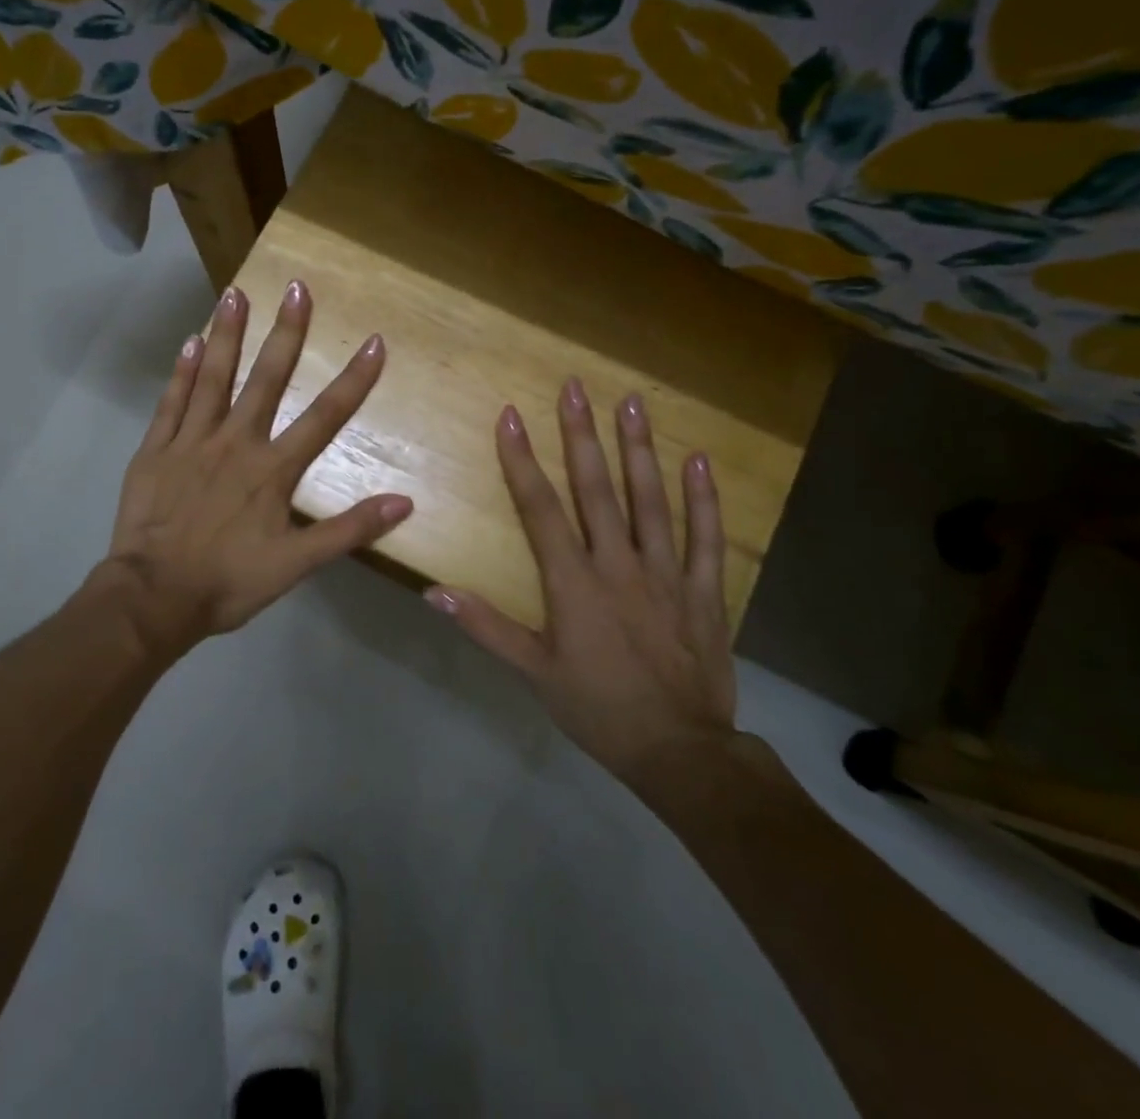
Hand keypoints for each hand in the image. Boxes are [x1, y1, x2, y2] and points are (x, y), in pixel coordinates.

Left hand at [98, 280, 412, 658]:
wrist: (153, 598)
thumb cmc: (228, 583)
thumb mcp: (296, 565)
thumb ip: (349, 530)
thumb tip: (404, 502)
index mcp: (272, 470)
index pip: (324, 417)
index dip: (354, 380)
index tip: (373, 341)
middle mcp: (235, 443)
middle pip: (266, 380)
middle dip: (287, 333)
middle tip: (297, 287)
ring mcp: (191, 442)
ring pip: (213, 378)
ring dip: (228, 334)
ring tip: (236, 293)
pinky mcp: (156, 450)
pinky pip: (171, 402)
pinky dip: (182, 372)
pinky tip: (190, 342)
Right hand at [426, 378, 736, 776]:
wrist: (680, 751)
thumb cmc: (598, 709)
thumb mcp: (534, 672)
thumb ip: (486, 627)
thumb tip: (433, 592)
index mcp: (573, 582)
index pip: (540, 508)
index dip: (522, 460)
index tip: (511, 416)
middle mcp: (618, 564)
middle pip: (596, 489)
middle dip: (582, 435)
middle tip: (577, 387)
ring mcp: (665, 573)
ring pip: (650, 500)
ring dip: (639, 450)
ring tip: (634, 404)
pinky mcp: (703, 590)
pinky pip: (705, 537)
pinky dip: (704, 499)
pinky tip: (700, 461)